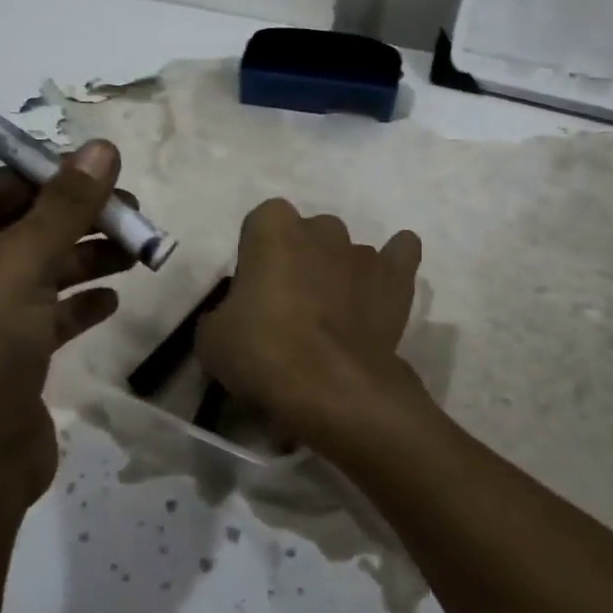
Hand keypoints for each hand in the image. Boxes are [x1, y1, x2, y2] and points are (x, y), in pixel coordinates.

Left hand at [0, 140, 130, 546]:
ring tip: (138, 251)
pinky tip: (113, 298)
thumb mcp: (18, 269)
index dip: (50, 176)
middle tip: (135, 216)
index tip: (108, 174)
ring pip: (35, 271)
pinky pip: (42, 315)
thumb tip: (102, 146)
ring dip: (85, 257)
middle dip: (77, 219)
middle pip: (17, 228)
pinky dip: (77, 302)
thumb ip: (63, 206)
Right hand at [196, 198, 427, 459]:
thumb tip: (234, 320)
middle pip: (307, 234)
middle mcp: (320, 228)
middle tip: (289, 307)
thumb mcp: (212, 338)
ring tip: (332, 319)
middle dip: (299, 261)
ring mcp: (362, 251)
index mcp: (272, 227)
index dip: (256, 256)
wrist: (330, 387)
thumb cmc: (263, 352)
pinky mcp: (396, 278)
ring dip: (338, 274)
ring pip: (347, 251)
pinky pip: (400, 254)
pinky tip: (383, 284)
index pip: (260, 224)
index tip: (252, 292)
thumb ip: (223, 314)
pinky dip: (393, 263)